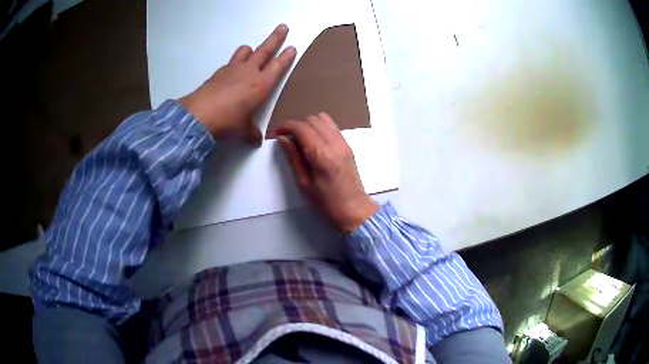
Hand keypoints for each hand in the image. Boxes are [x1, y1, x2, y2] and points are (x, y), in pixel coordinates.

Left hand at [179, 24, 295, 145]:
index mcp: (261, 85)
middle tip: (283, 27)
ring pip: (245, 51)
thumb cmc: (228, 122)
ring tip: (252, 51)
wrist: (199, 116)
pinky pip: (230, 63)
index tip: (292, 47)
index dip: (286, 56)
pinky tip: (231, 74)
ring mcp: (231, 70)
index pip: (278, 66)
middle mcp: (248, 72)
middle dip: (276, 38)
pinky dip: (234, 64)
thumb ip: (251, 133)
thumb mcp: (243, 130)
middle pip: (265, 50)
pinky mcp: (217, 73)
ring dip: (251, 50)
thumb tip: (255, 140)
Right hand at [277, 113, 377, 232]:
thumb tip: (283, 138)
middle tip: (289, 139)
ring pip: (323, 119)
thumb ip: (293, 157)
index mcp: (321, 155)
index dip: (286, 126)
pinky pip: (332, 126)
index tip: (277, 132)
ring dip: (309, 124)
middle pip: (312, 120)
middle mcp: (334, 144)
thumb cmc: (326, 201)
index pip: (301, 128)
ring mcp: (343, 142)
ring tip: (302, 139)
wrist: (353, 207)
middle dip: (297, 126)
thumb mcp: (304, 183)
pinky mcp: (348, 145)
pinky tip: (315, 141)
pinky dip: (320, 128)